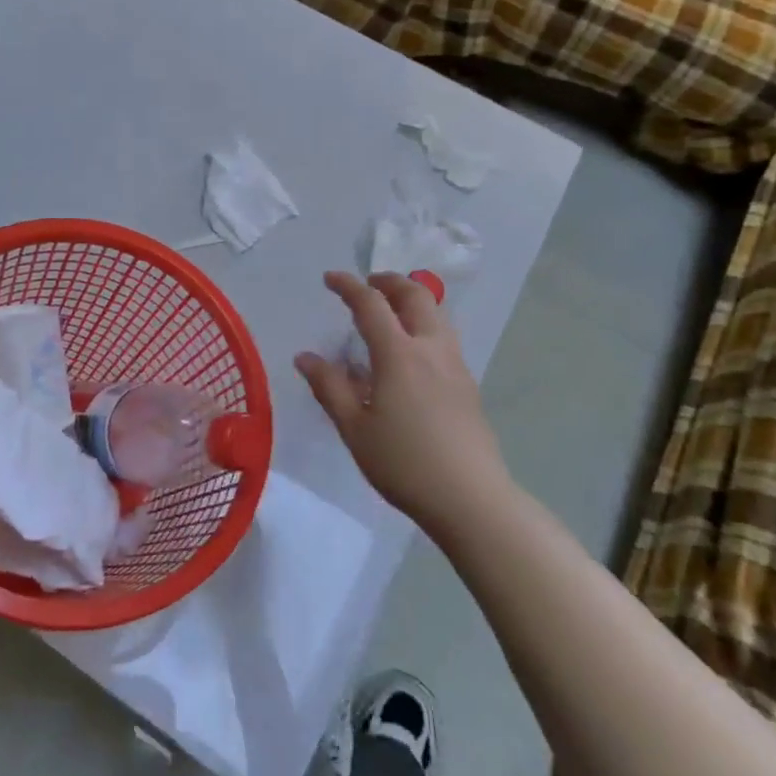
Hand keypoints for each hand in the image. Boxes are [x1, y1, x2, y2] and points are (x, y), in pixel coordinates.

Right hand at [296, 272, 506, 535]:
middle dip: (390, 282)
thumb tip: (305, 357)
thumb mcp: (354, 428)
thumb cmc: (403, 463)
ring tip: (392, 312)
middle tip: (369, 283)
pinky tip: (412, 354)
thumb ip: (329, 387)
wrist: (470, 497)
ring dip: (412, 300)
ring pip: (437, 314)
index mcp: (399, 354)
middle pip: (415, 296)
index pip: (371, 304)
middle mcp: (430, 348)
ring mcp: (455, 365)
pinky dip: (425, 325)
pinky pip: (445, 338)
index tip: (330, 278)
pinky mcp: (468, 384)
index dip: (349, 285)